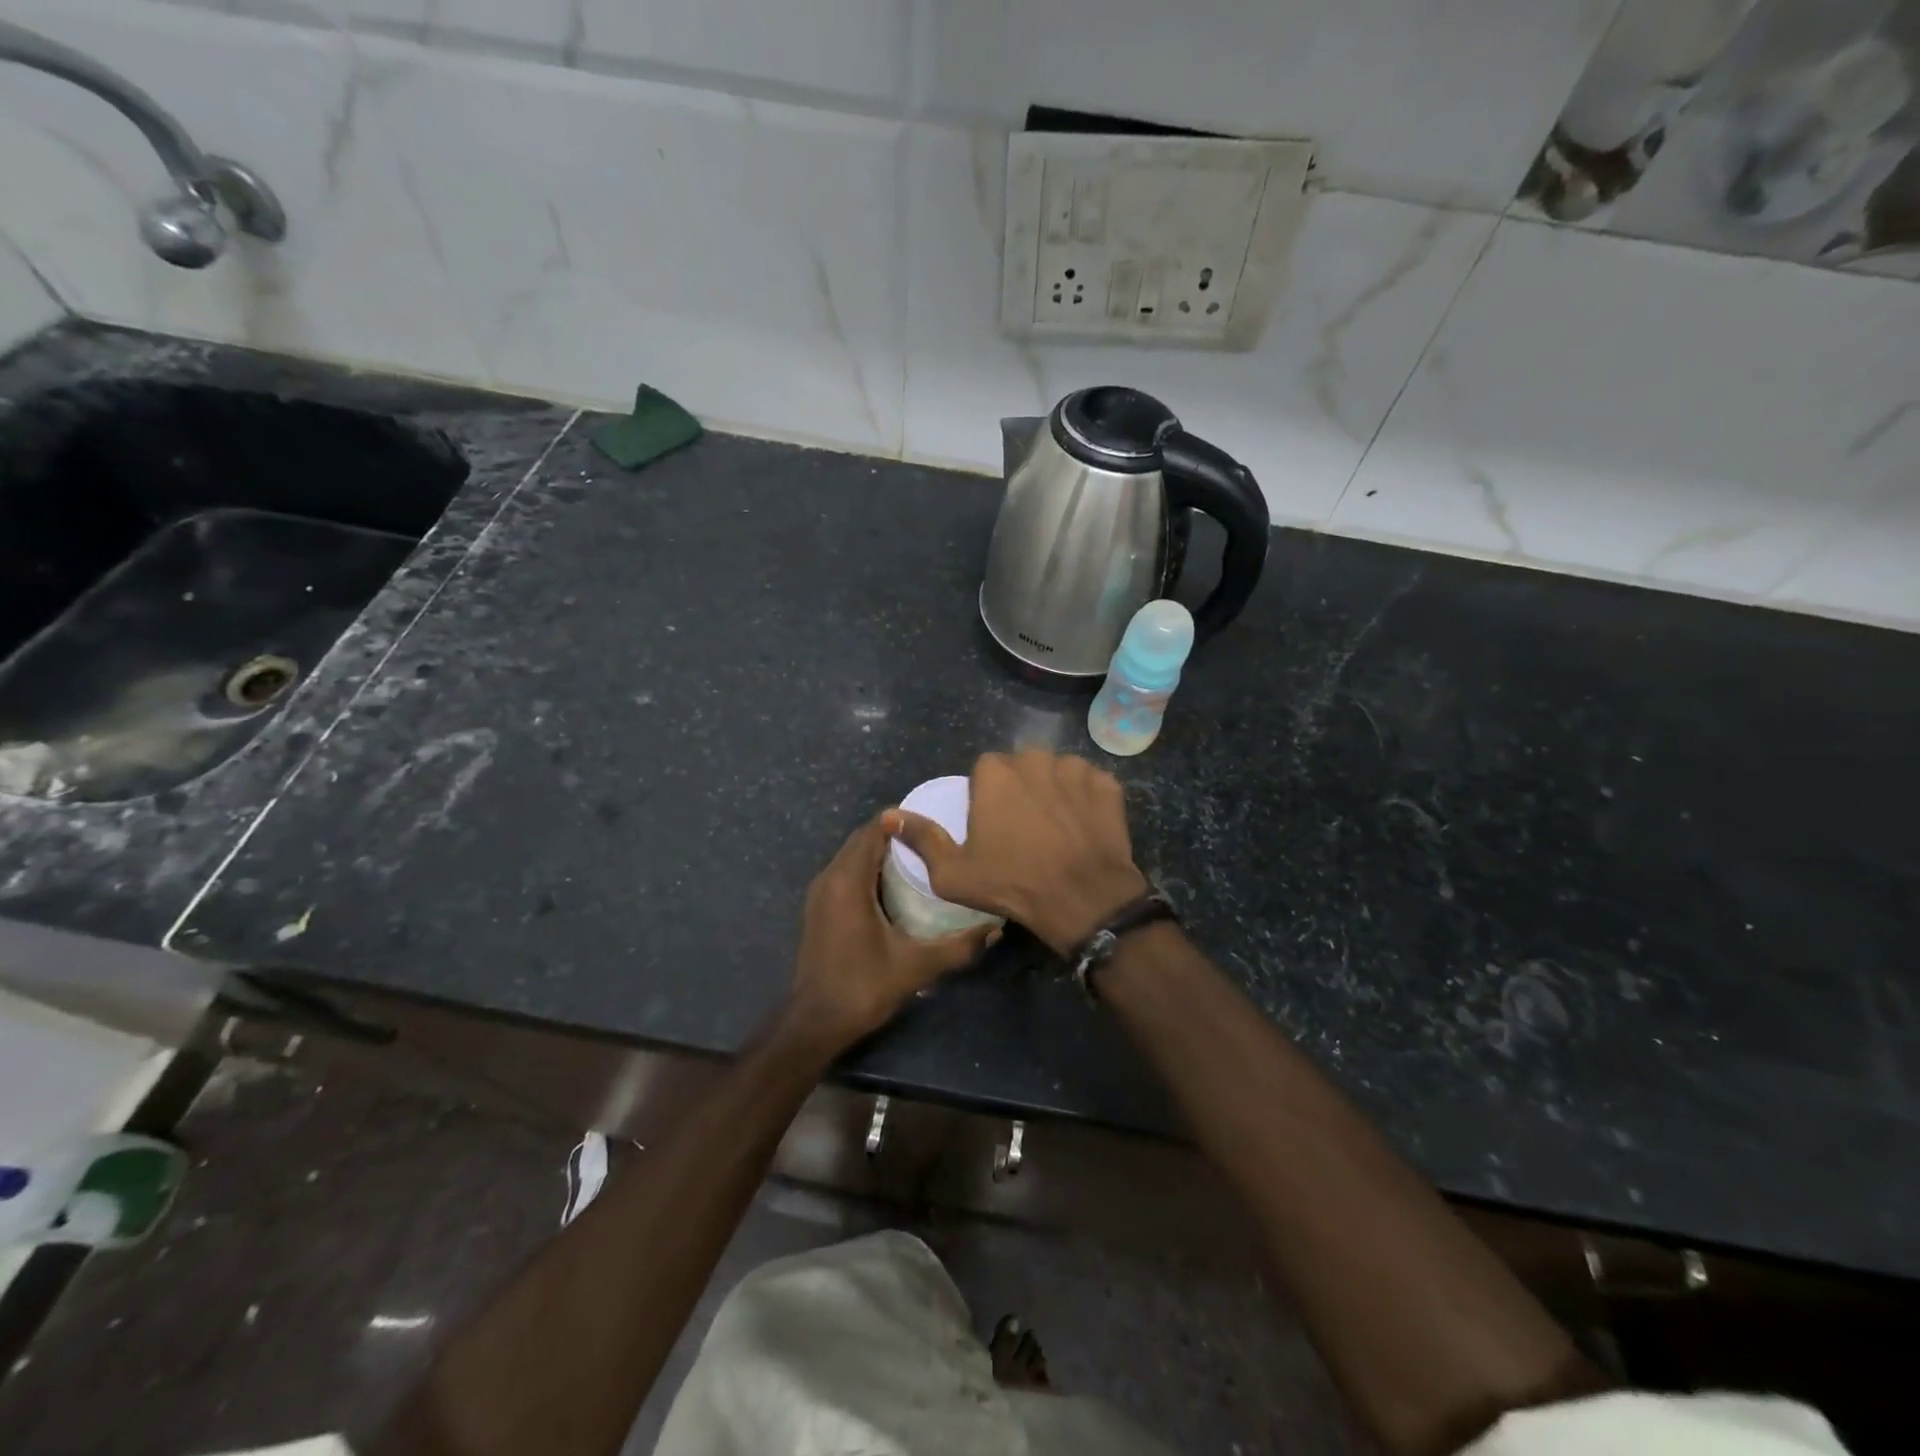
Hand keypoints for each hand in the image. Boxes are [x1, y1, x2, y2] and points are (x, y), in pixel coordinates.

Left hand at [786, 811, 999, 1050]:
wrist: (814, 1024)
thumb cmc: (862, 988)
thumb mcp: (915, 967)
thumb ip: (957, 946)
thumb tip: (996, 929)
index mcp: (848, 881)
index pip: (874, 829)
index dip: (903, 820)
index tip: (935, 823)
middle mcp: (829, 878)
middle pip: (863, 839)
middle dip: (896, 834)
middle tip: (934, 840)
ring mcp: (820, 893)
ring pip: (853, 855)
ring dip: (882, 851)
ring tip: (921, 858)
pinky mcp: (819, 908)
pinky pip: (846, 872)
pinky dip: (869, 868)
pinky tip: (897, 886)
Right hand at [886, 750, 1147, 956]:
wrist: (1084, 899)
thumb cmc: (1013, 884)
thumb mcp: (953, 873)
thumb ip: (922, 839)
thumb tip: (889, 815)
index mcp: (995, 773)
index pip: (984, 770)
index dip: (986, 797)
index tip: (993, 826)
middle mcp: (1035, 759)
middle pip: (1021, 766)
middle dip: (1020, 788)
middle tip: (1023, 828)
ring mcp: (1075, 769)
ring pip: (1056, 771)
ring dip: (1052, 790)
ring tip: (1055, 827)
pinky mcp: (1107, 784)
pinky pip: (1088, 783)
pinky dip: (1085, 799)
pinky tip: (1083, 827)